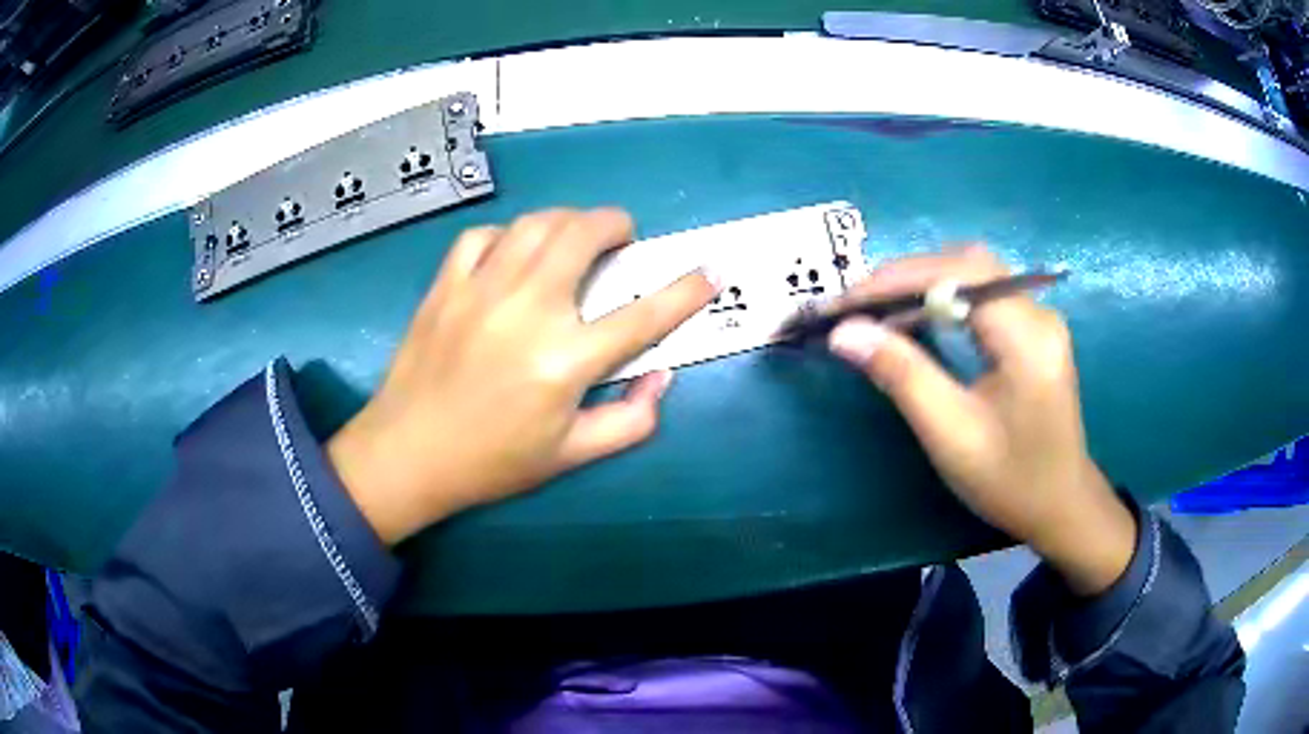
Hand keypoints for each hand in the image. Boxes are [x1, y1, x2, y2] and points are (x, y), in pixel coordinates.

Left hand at [327, 209, 718, 544]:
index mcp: (566, 359)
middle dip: (615, 223)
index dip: (685, 291)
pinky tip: (511, 252)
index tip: (709, 271)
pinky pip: (481, 237)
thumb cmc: (492, 461)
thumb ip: (630, 420)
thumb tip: (662, 378)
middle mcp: (528, 310)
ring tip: (573, 235)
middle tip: (622, 236)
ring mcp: (482, 290)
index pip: (643, 315)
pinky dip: (506, 235)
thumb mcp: (571, 456)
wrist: (408, 453)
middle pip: (583, 236)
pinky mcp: (446, 286)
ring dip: (566, 220)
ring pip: (535, 224)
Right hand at [827, 246, 1134, 594]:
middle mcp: (1037, 313)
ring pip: (973, 272)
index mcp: (1026, 338)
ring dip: (921, 282)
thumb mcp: (951, 435)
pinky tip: (917, 316)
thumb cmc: (1010, 481)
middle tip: (854, 306)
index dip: (895, 280)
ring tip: (876, 309)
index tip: (842, 303)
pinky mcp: (1033, 328)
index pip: (957, 275)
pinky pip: (982, 292)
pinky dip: (942, 296)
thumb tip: (845, 332)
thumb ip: (902, 376)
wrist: (1060, 506)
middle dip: (904, 276)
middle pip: (965, 264)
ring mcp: (1038, 317)